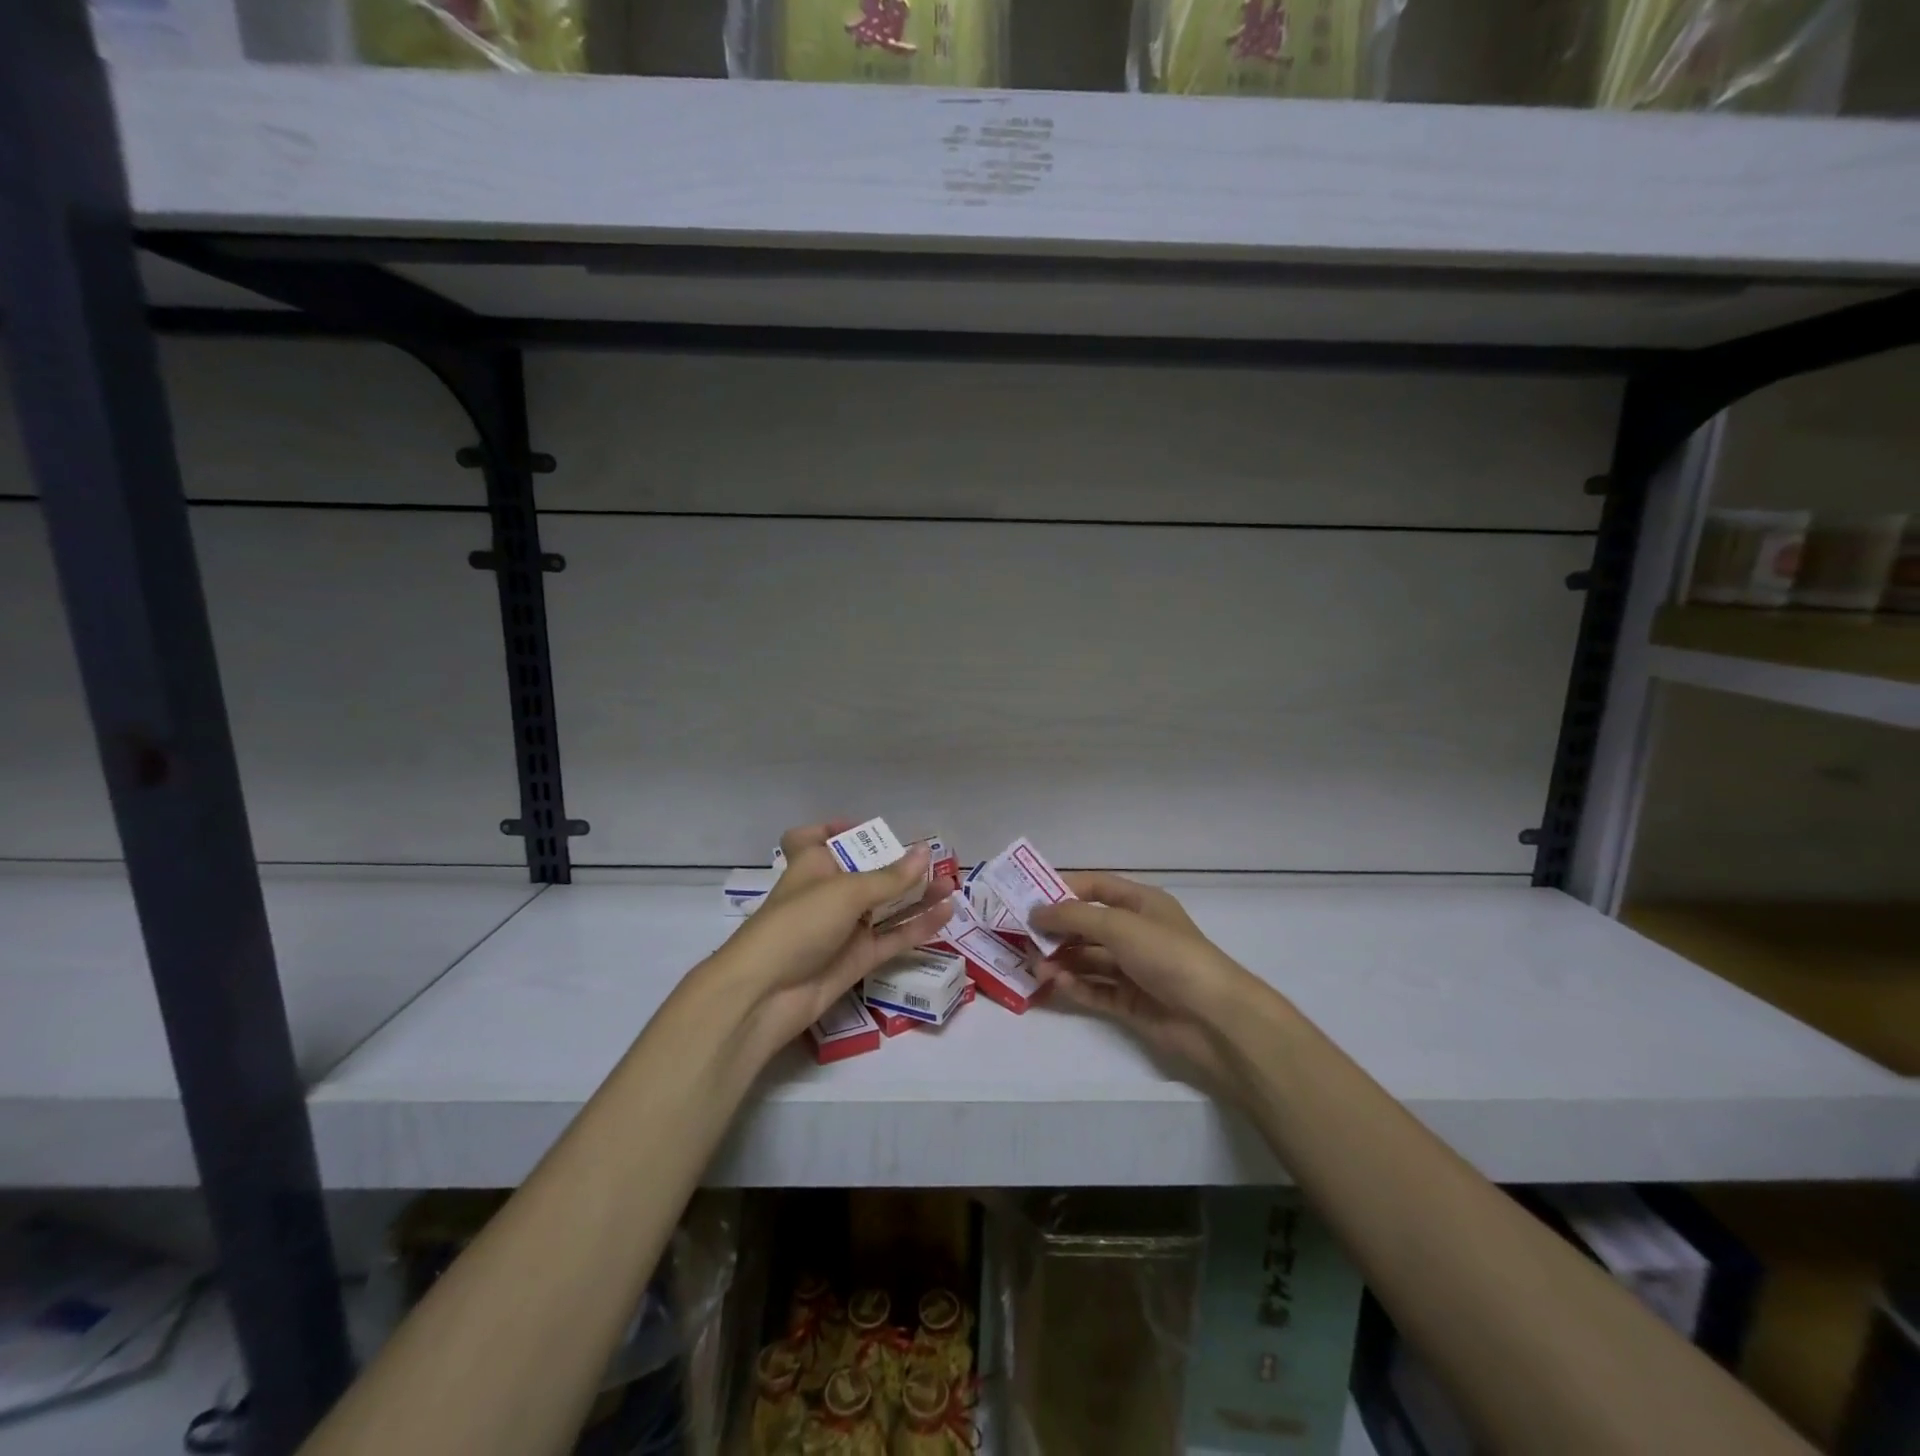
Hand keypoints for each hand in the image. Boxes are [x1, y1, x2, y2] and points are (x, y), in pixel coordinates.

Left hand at [716, 822, 957, 1056]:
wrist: (767, 993)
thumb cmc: (799, 924)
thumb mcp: (846, 892)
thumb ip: (890, 877)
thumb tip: (925, 853)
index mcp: (812, 865)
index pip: (813, 838)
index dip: (833, 830)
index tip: (864, 829)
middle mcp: (828, 893)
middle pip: (864, 872)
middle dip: (896, 865)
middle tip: (932, 859)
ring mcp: (844, 927)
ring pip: (885, 905)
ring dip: (916, 894)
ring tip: (951, 883)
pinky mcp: (858, 957)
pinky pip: (893, 936)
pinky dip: (918, 925)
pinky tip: (946, 913)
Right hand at [1032, 873, 1260, 1091]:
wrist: (1213, 1017)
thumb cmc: (1168, 955)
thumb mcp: (1118, 925)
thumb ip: (1073, 916)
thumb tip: (1035, 911)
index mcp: (1140, 903)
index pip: (1095, 887)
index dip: (1063, 890)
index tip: (1028, 899)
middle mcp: (1136, 932)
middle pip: (1087, 925)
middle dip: (1057, 930)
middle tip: (1023, 939)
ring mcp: (1134, 968)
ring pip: (1088, 959)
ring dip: (1062, 961)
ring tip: (1036, 969)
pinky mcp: (1131, 1001)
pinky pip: (1095, 988)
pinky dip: (1076, 985)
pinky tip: (1057, 985)